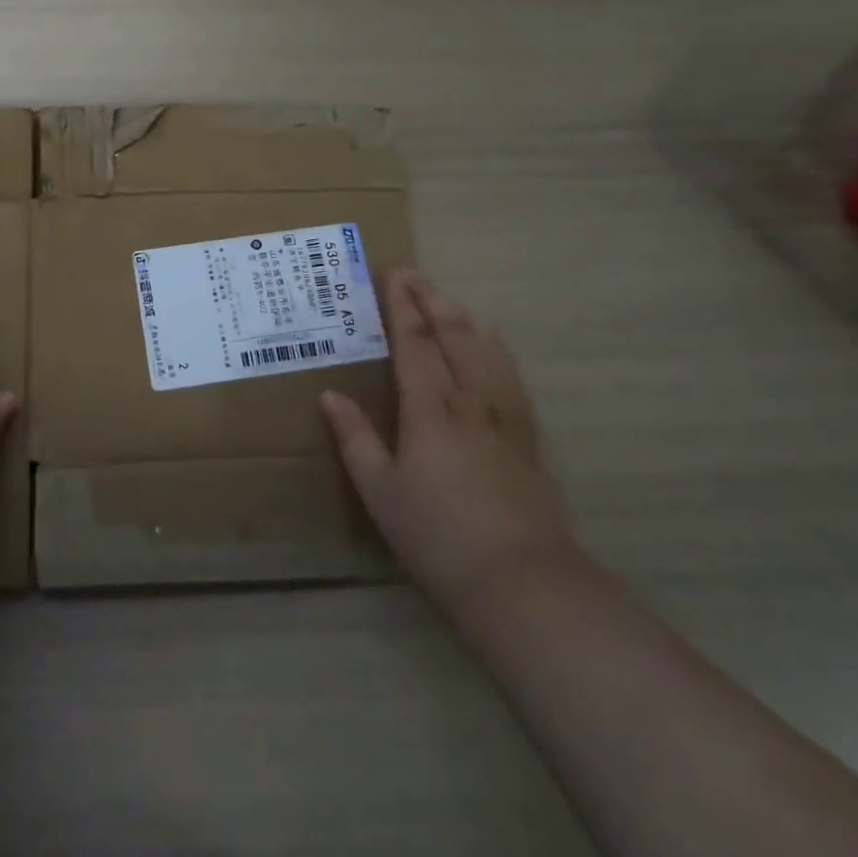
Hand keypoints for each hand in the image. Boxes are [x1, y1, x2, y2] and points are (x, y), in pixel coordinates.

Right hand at [321, 269, 576, 616]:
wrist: (522, 582)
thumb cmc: (438, 536)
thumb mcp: (380, 491)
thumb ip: (355, 438)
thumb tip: (330, 395)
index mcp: (431, 408)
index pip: (414, 342)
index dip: (402, 305)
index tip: (392, 274)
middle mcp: (471, 399)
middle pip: (453, 334)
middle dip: (432, 299)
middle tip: (414, 274)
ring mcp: (505, 416)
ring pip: (486, 349)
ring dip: (464, 317)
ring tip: (449, 300)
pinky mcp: (528, 437)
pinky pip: (510, 375)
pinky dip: (495, 348)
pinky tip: (493, 346)